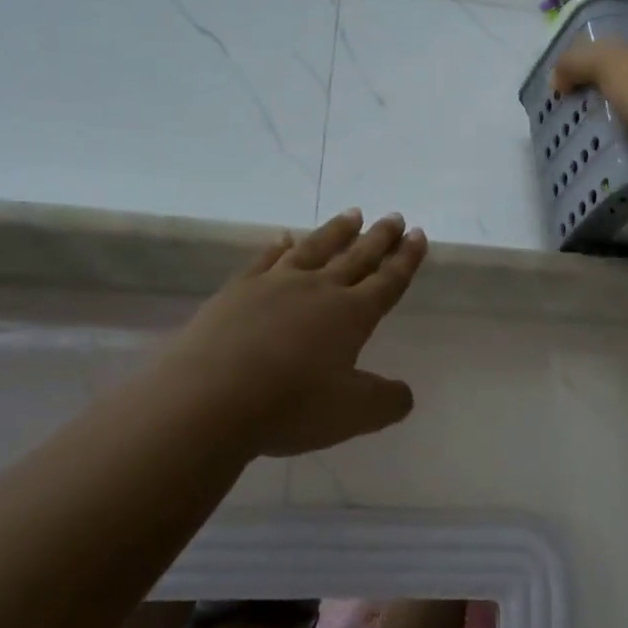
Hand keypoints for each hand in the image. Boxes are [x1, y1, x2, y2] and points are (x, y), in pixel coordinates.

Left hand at [144, 210, 428, 458]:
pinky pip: (265, 259)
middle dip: (379, 238)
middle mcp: (318, 290)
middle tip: (394, 216)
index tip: (418, 234)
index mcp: (352, 315)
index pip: (388, 280)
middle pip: (356, 257)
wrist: (209, 399)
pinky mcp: (237, 291)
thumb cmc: (291, 405)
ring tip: (353, 213)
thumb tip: (405, 393)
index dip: (406, 259)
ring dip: (337, 231)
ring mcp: (275, 285)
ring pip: (315, 248)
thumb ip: (386, 401)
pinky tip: (284, 237)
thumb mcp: (354, 414)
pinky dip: (278, 246)